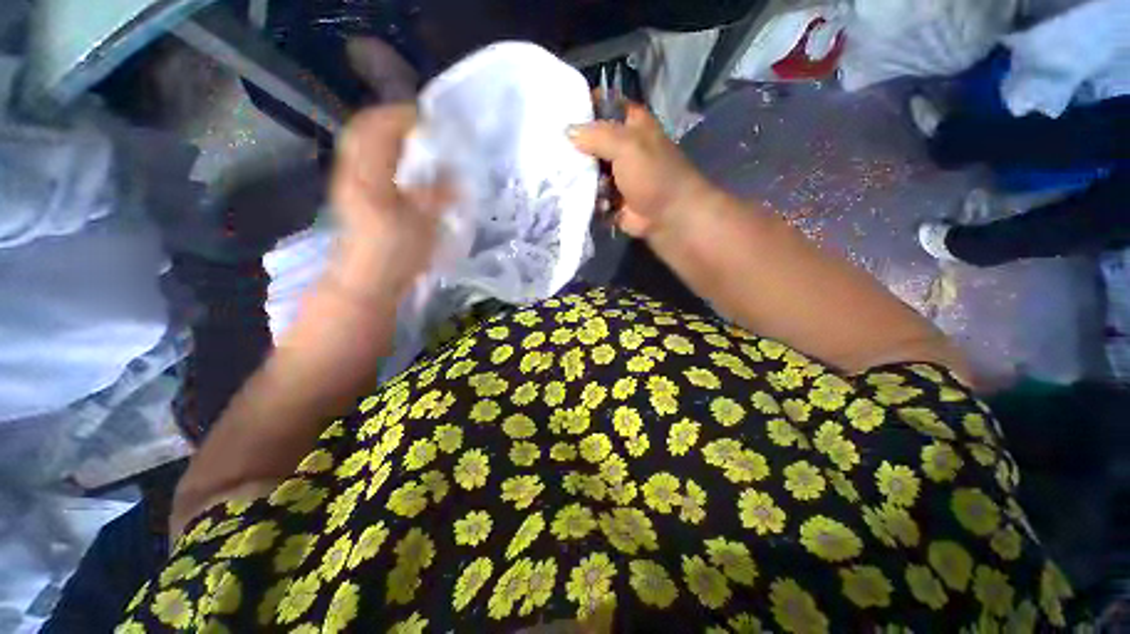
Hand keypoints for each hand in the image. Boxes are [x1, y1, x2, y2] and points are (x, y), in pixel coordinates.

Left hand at [330, 105, 449, 303]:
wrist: (365, 282)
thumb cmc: (394, 255)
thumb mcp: (423, 225)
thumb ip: (437, 195)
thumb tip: (454, 174)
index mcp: (367, 175)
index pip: (378, 128)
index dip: (403, 116)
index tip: (432, 119)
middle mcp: (352, 171)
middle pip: (365, 129)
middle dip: (393, 120)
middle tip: (423, 127)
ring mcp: (348, 182)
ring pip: (363, 144)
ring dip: (388, 136)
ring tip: (416, 142)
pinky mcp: (353, 195)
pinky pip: (366, 160)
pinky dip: (384, 152)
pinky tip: (404, 165)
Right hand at [569, 103, 717, 237]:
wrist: (669, 216)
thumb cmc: (652, 175)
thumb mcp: (626, 145)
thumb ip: (595, 135)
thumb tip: (567, 131)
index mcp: (630, 124)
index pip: (602, 105)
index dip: (581, 106)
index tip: (556, 113)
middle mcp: (622, 147)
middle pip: (590, 140)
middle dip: (575, 148)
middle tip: (555, 153)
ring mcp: (616, 175)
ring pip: (588, 170)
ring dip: (582, 178)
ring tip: (578, 183)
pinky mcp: (611, 198)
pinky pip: (591, 194)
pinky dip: (590, 198)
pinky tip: (595, 201)